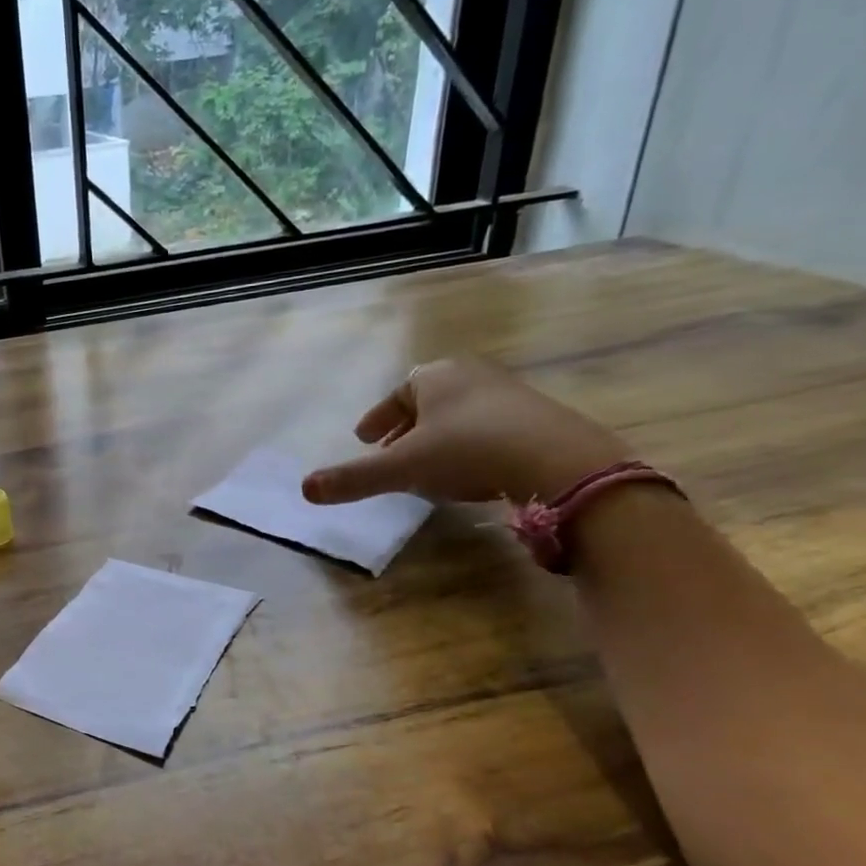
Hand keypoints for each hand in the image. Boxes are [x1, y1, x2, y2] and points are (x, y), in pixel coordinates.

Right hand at [302, 357, 628, 506]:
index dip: (377, 417)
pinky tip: (471, 474)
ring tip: (427, 468)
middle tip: (390, 453)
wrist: (562, 463)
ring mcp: (512, 395)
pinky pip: (491, 428)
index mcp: (436, 376)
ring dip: (439, 438)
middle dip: (407, 427)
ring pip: (461, 415)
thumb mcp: (402, 468)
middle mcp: (473, 376)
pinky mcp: (542, 419)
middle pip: (429, 401)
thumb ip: (353, 478)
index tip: (363, 439)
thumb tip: (303, 489)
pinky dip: (471, 447)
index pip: (398, 392)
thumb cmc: (469, 452)